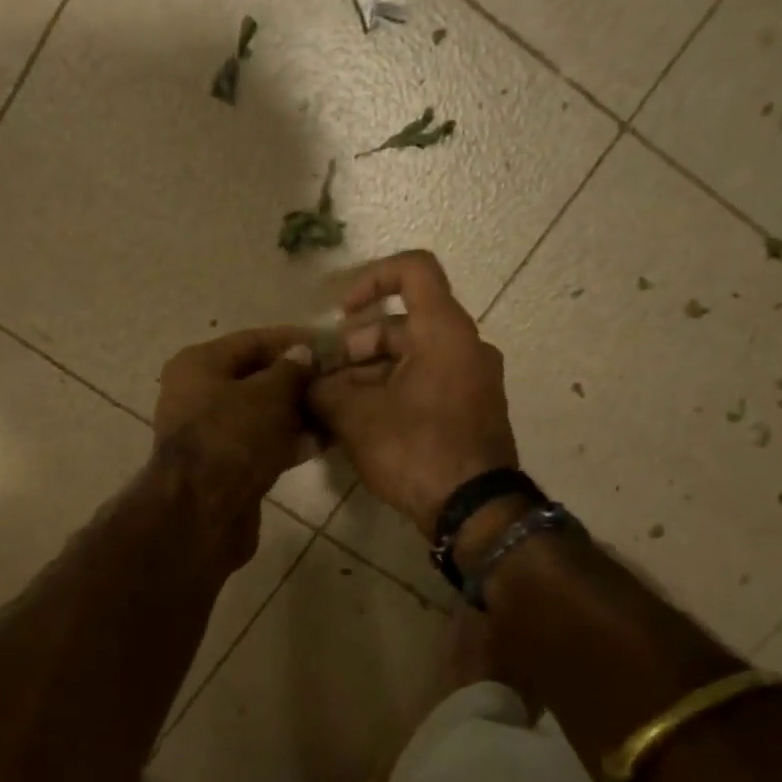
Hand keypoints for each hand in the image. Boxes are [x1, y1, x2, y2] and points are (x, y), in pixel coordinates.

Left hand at [153, 327, 316, 551]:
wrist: (203, 511)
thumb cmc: (232, 438)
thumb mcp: (268, 395)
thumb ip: (290, 371)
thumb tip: (303, 353)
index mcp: (198, 365)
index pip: (253, 341)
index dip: (293, 340)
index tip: (331, 344)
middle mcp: (198, 394)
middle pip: (256, 378)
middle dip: (297, 380)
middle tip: (338, 379)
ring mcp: (209, 432)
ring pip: (260, 413)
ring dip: (297, 412)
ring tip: (338, 408)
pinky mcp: (224, 465)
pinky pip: (260, 443)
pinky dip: (287, 440)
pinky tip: (323, 440)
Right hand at [308, 251, 518, 537]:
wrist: (474, 511)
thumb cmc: (416, 449)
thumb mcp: (355, 417)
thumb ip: (322, 390)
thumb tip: (306, 384)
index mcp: (444, 331)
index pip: (413, 270)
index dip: (370, 279)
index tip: (341, 314)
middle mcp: (465, 347)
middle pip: (402, 325)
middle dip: (355, 348)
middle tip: (324, 381)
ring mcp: (472, 381)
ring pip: (410, 359)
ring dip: (368, 376)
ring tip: (333, 409)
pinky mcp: (470, 411)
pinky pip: (425, 385)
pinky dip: (391, 393)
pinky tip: (359, 425)